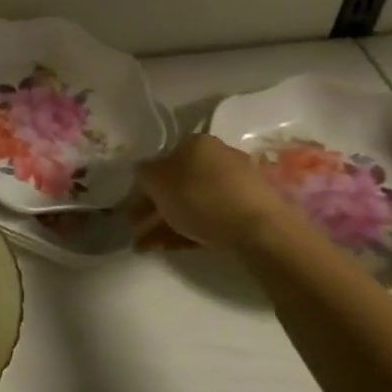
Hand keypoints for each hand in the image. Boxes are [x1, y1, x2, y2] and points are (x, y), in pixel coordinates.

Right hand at [135, 134, 300, 252]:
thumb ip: (144, 173)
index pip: (163, 160)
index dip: (144, 185)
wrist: (259, 229)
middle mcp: (218, 158)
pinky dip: (188, 232)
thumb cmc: (201, 196)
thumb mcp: (158, 181)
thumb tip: (143, 171)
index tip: (132, 207)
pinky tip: (170, 248)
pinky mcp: (248, 213)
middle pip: (178, 184)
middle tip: (136, 230)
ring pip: (192, 204)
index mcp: (196, 143)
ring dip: (166, 225)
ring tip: (146, 247)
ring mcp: (236, 186)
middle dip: (153, 209)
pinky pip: (210, 219)